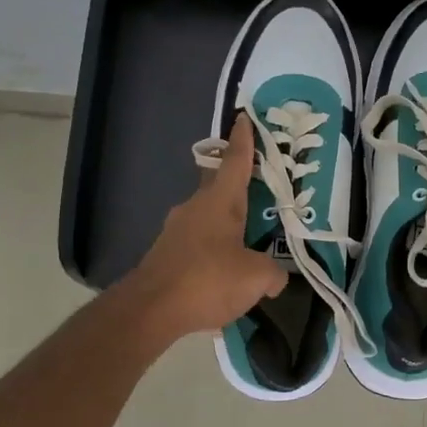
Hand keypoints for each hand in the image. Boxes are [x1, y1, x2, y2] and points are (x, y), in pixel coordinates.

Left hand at [125, 114, 288, 342]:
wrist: (150, 309)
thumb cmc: (208, 280)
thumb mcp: (256, 278)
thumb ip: (273, 273)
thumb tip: (277, 278)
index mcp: (220, 202)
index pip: (235, 161)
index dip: (243, 140)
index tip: (244, 118)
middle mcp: (195, 207)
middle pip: (219, 186)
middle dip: (238, 184)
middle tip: (259, 188)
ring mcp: (176, 230)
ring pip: (208, 217)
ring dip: (226, 224)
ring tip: (248, 242)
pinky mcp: (165, 253)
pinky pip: (197, 243)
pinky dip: (213, 250)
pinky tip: (224, 274)